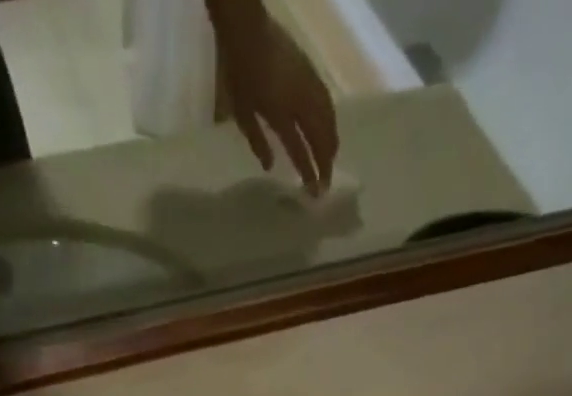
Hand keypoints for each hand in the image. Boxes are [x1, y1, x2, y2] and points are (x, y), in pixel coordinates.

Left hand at [210, 4, 338, 194]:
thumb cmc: (240, 73)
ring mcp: (308, 86)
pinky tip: (330, 130)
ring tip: (330, 161)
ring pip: (327, 120)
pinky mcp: (311, 73)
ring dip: (330, 143)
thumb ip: (258, 142)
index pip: (300, 151)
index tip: (314, 191)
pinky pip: (327, 102)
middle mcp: (300, 103)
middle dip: (324, 162)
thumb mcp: (242, 113)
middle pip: (319, 138)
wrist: (248, 30)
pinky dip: (331, 121)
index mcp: (281, 115)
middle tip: (326, 183)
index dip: (308, 172)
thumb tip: (270, 166)